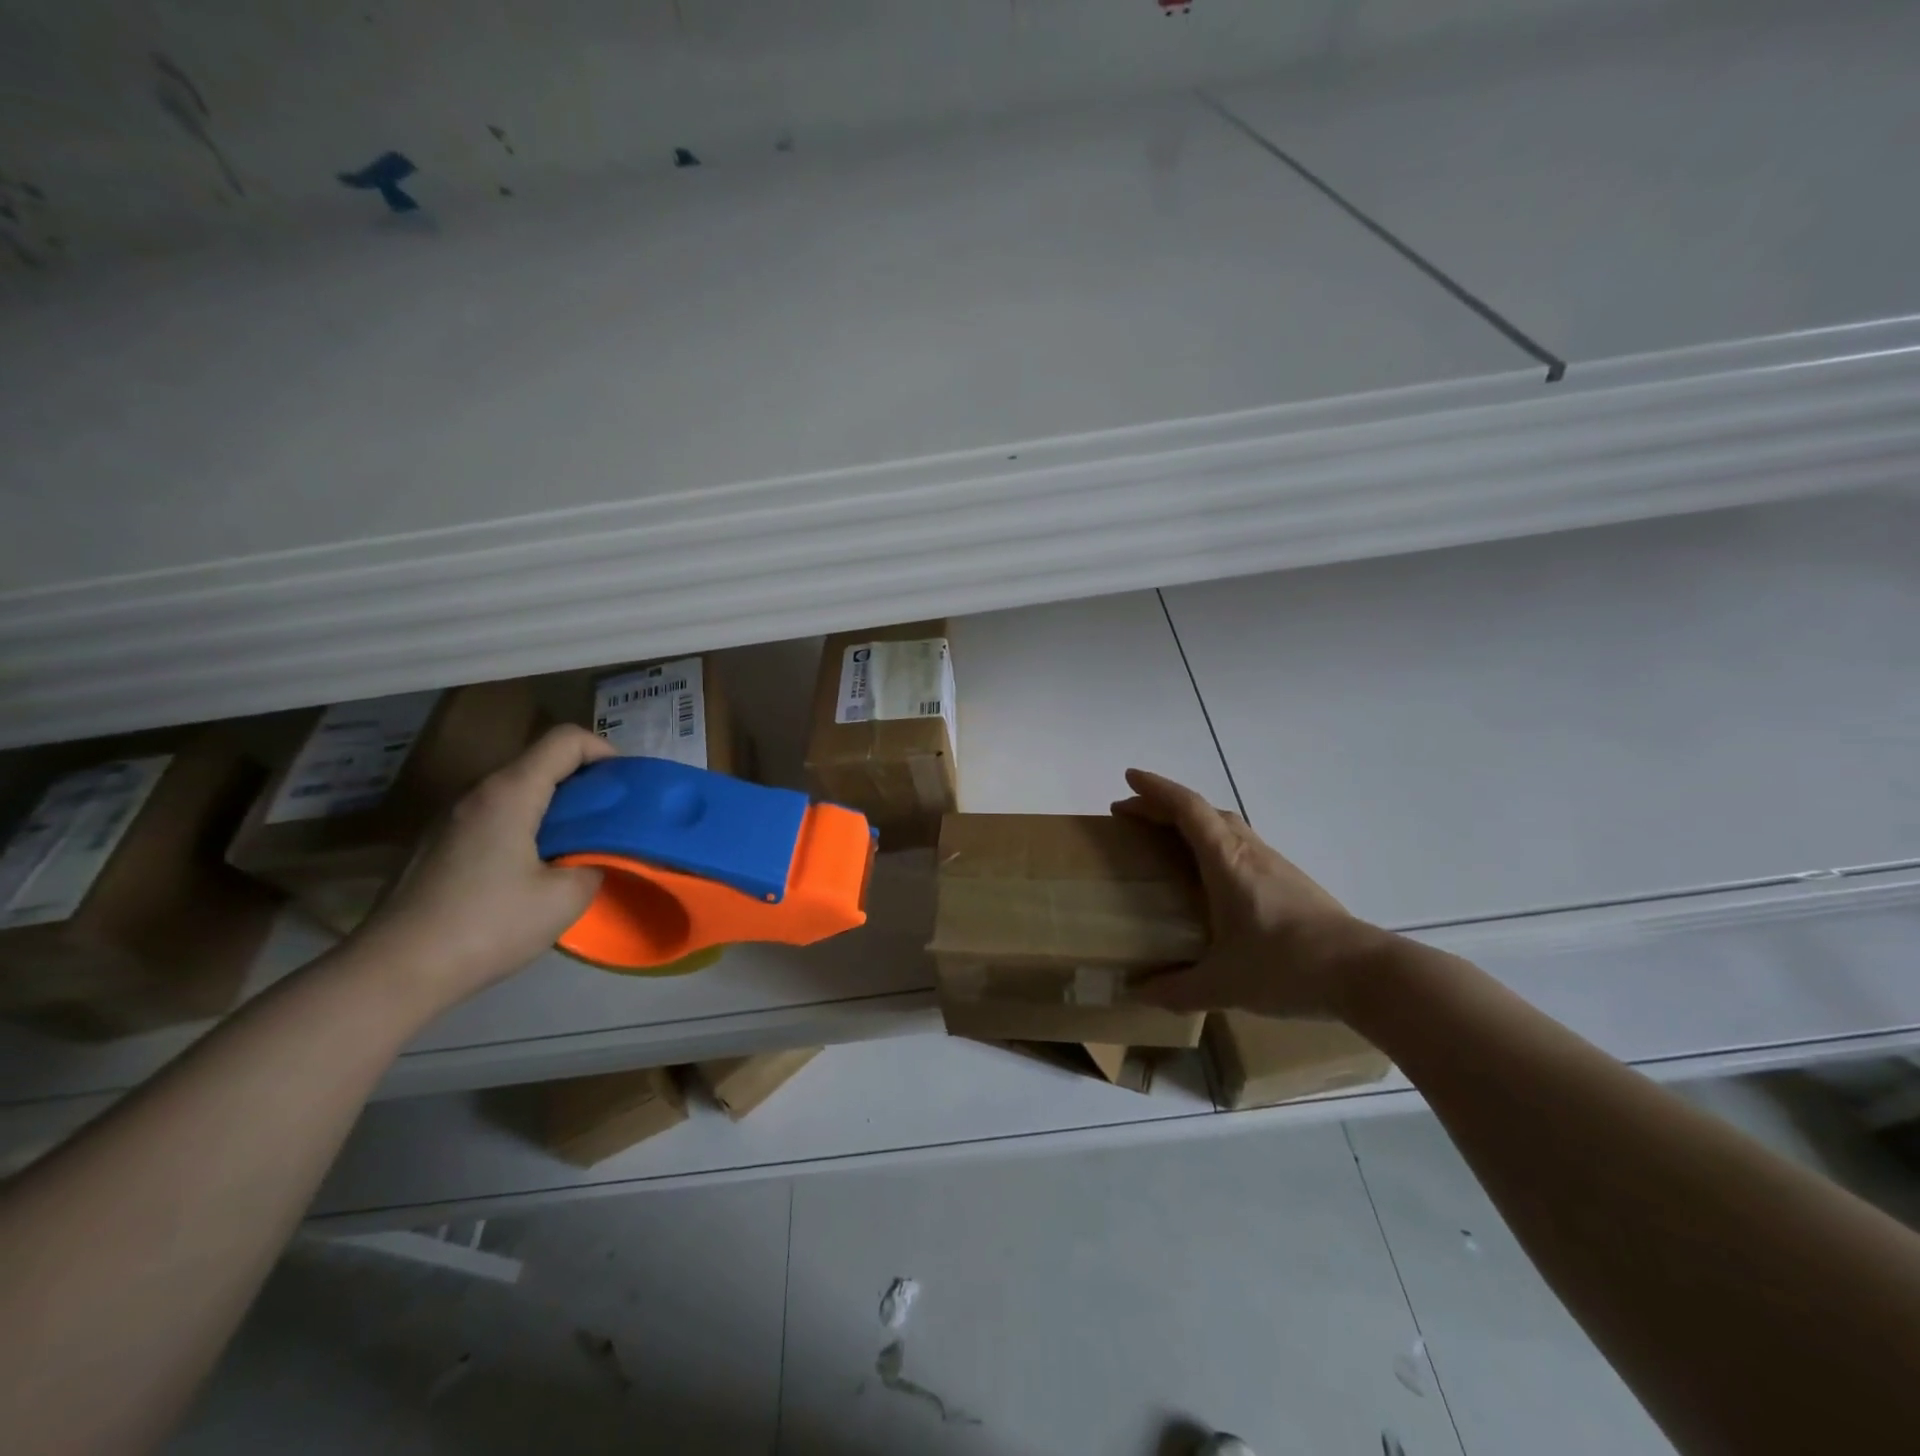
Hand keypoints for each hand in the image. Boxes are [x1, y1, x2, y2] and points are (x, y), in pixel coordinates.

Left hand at [351, 725, 617, 1009]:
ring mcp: (451, 818)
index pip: (566, 740)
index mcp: (509, 793)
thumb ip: (594, 864)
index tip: (626, 788)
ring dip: (556, 806)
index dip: (605, 752)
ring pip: (517, 790)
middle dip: (585, 782)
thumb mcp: (565, 898)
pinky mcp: (438, 844)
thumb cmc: (486, 926)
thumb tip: (593, 858)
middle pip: (541, 762)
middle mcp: (476, 793)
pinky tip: (534, 869)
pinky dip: (527, 825)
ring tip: (578, 845)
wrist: (393, 972)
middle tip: (611, 819)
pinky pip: (495, 816)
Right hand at [1112, 769, 1382, 1019]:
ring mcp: (1273, 863)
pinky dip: (1213, 843)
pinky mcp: (1289, 880)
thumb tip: (1136, 992)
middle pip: (1203, 810)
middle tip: (1132, 814)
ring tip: (1164, 840)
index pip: (1187, 809)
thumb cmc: (1286, 967)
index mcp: (1226, 862)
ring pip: (1226, 825)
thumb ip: (1176, 989)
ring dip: (1190, 822)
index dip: (1155, 790)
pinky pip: (1240, 845)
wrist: (1364, 974)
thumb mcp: (1223, 984)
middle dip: (1163, 805)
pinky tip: (1210, 875)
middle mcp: (1248, 851)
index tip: (1128, 778)